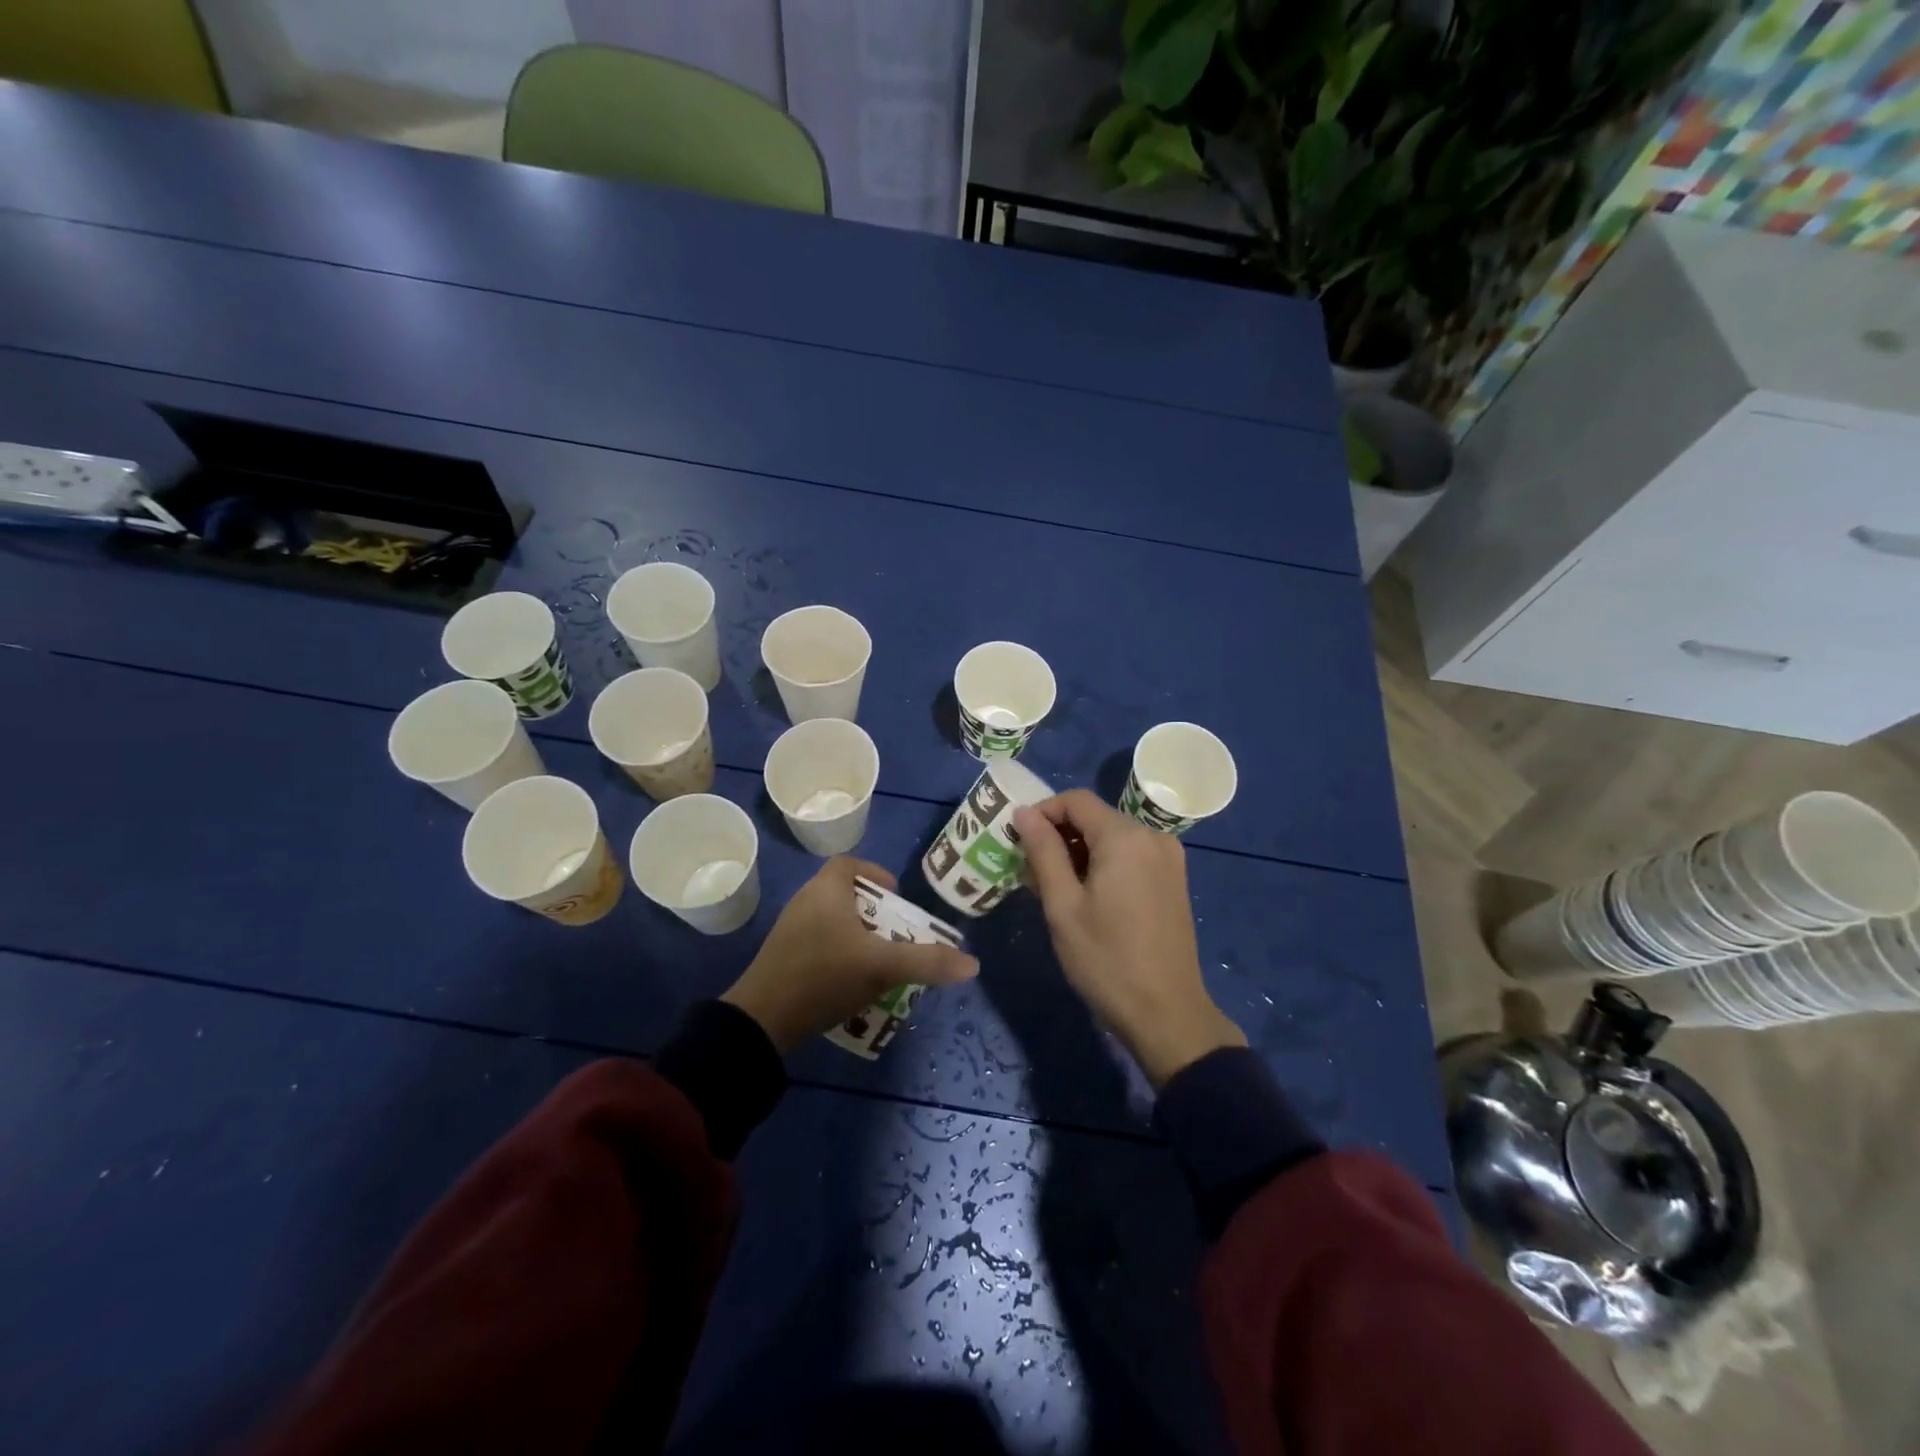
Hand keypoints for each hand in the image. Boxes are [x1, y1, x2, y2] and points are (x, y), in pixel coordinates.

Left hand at [722, 857, 978, 1053]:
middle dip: (874, 911)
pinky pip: (819, 942)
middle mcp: (805, 900)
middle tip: (897, 933)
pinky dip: (840, 952)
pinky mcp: (784, 956)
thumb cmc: (824, 976)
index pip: (849, 864)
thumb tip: (972, 963)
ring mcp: (791, 929)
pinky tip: (854, 981)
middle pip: (845, 893)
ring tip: (881, 959)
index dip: (875, 874)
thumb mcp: (882, 967)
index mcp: (826, 889)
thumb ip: (927, 961)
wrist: (762, 1020)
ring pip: (832, 920)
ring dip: (858, 934)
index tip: (896, 898)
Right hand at [1014, 790, 1244, 1087]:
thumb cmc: (1106, 960)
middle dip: (1059, 834)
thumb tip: (1023, 813)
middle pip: (1096, 817)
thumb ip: (1043, 851)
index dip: (1042, 812)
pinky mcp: (1174, 879)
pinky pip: (1131, 854)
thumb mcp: (1062, 905)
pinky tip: (1087, 895)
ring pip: (1113, 836)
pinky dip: (1104, 863)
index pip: (1076, 800)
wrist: (1166, 1013)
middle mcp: (1153, 836)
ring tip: (1054, 886)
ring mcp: (1169, 858)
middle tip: (1030, 869)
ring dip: (1080, 850)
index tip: (1017, 839)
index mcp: (1125, 837)